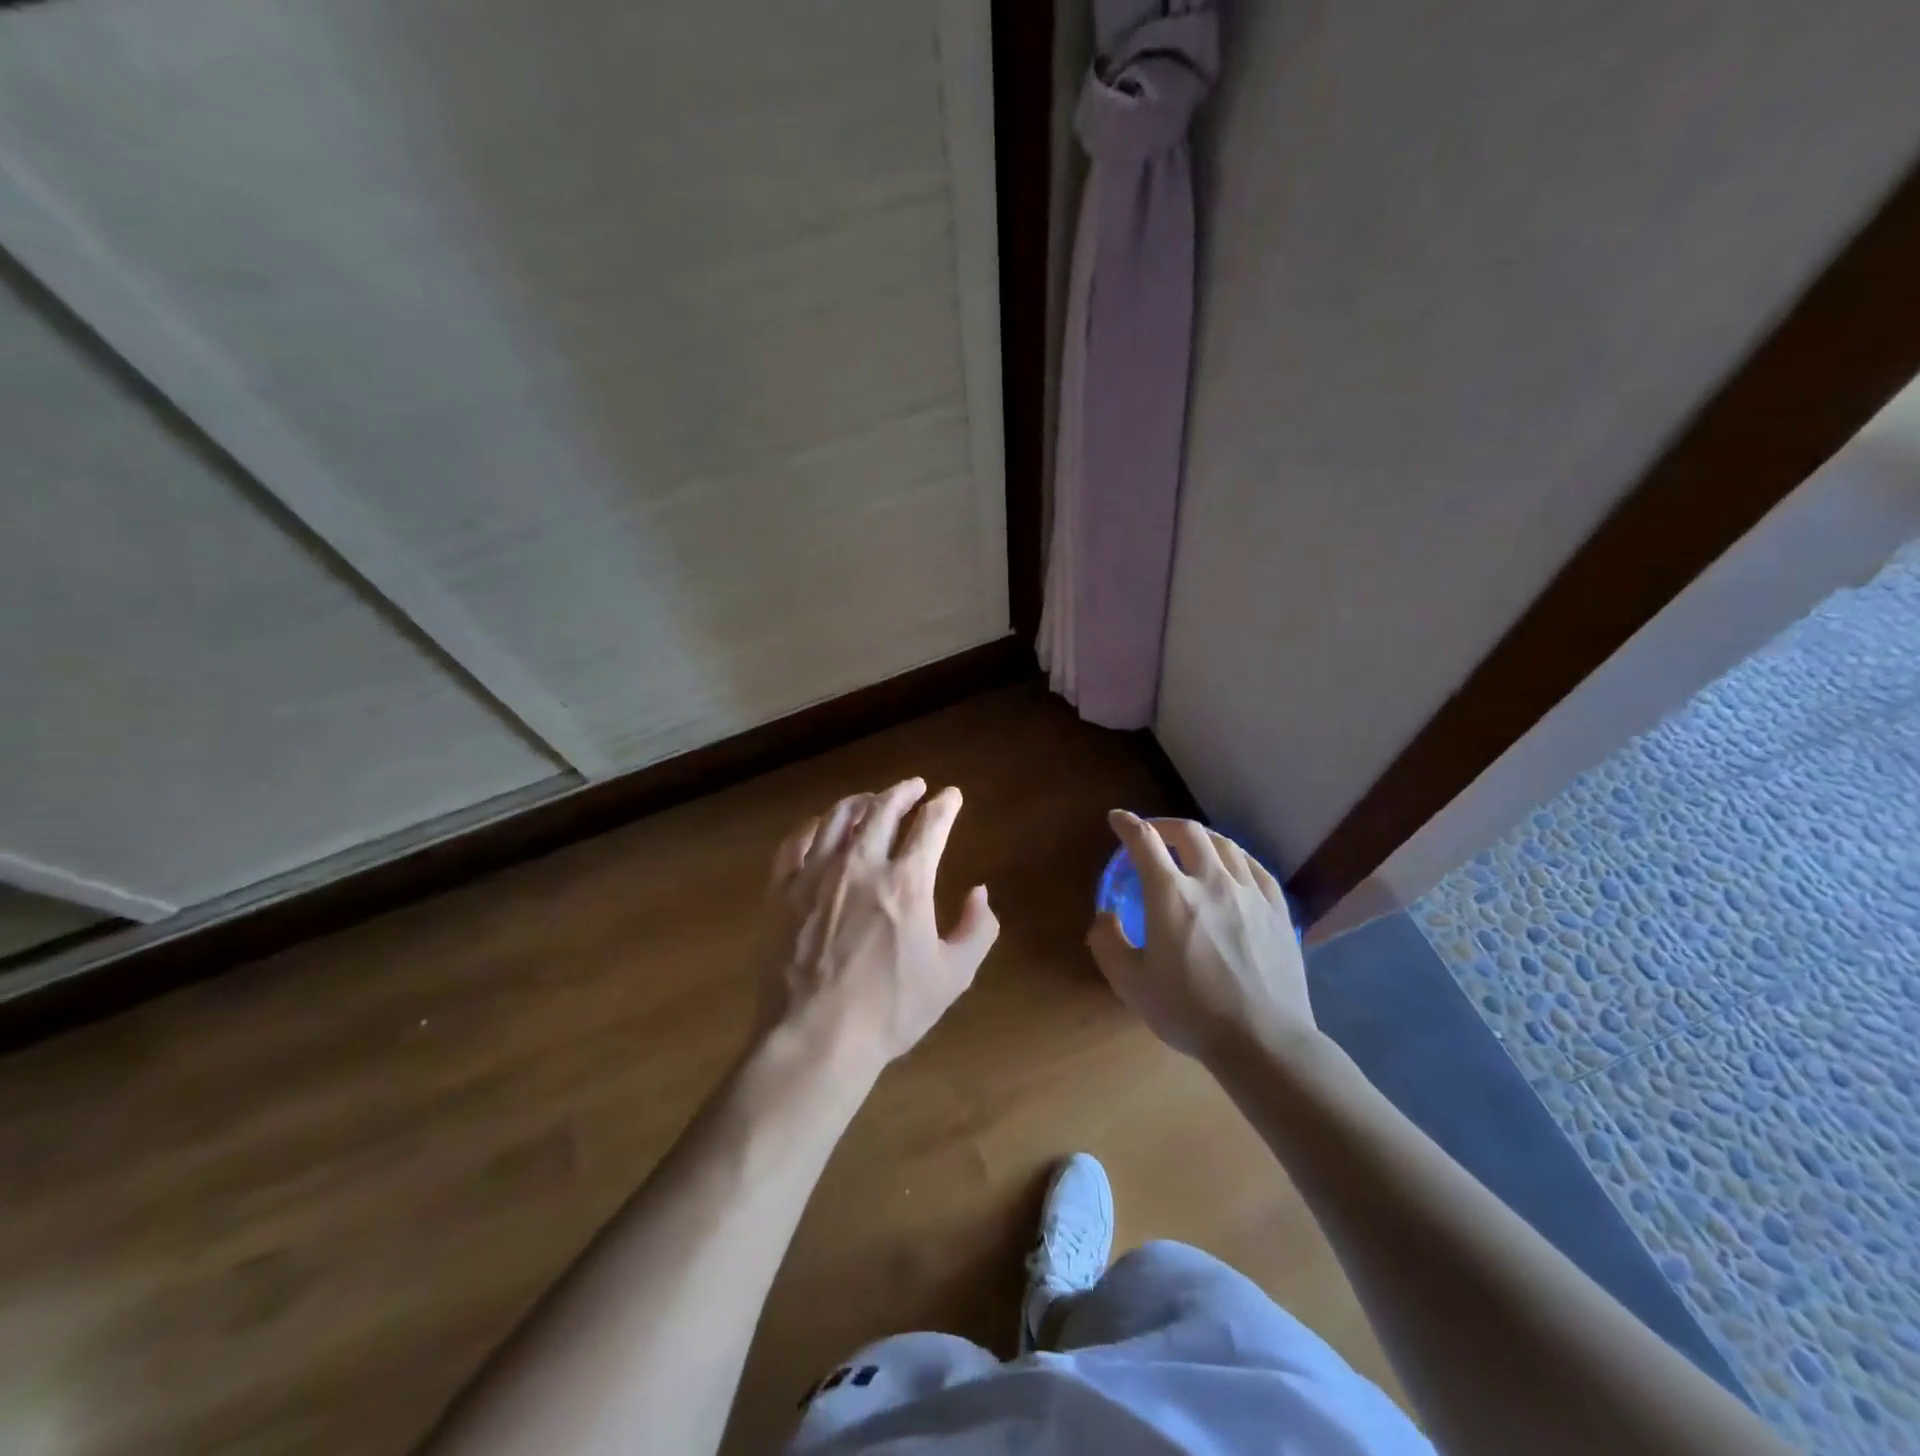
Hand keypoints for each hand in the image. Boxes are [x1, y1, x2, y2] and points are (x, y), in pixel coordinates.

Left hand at [760, 778, 998, 1070]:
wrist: (815, 1038)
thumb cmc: (890, 1011)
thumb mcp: (953, 976)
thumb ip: (977, 929)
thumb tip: (980, 892)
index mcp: (906, 882)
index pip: (930, 825)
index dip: (945, 805)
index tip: (952, 796)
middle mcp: (861, 864)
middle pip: (883, 809)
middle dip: (904, 792)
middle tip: (915, 786)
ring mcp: (815, 874)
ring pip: (838, 817)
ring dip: (861, 801)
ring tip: (872, 799)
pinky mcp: (781, 891)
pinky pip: (795, 842)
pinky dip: (812, 826)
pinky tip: (819, 825)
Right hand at [1087, 812, 1315, 1061]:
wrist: (1263, 1041)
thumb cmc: (1189, 1011)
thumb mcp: (1130, 983)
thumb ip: (1107, 942)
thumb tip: (1105, 915)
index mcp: (1171, 895)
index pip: (1144, 841)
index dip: (1127, 824)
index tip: (1117, 819)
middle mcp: (1212, 881)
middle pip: (1189, 832)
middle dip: (1165, 825)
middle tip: (1153, 835)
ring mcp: (1250, 893)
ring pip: (1225, 845)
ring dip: (1201, 838)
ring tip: (1191, 848)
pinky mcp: (1278, 910)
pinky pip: (1255, 867)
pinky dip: (1235, 858)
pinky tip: (1233, 868)